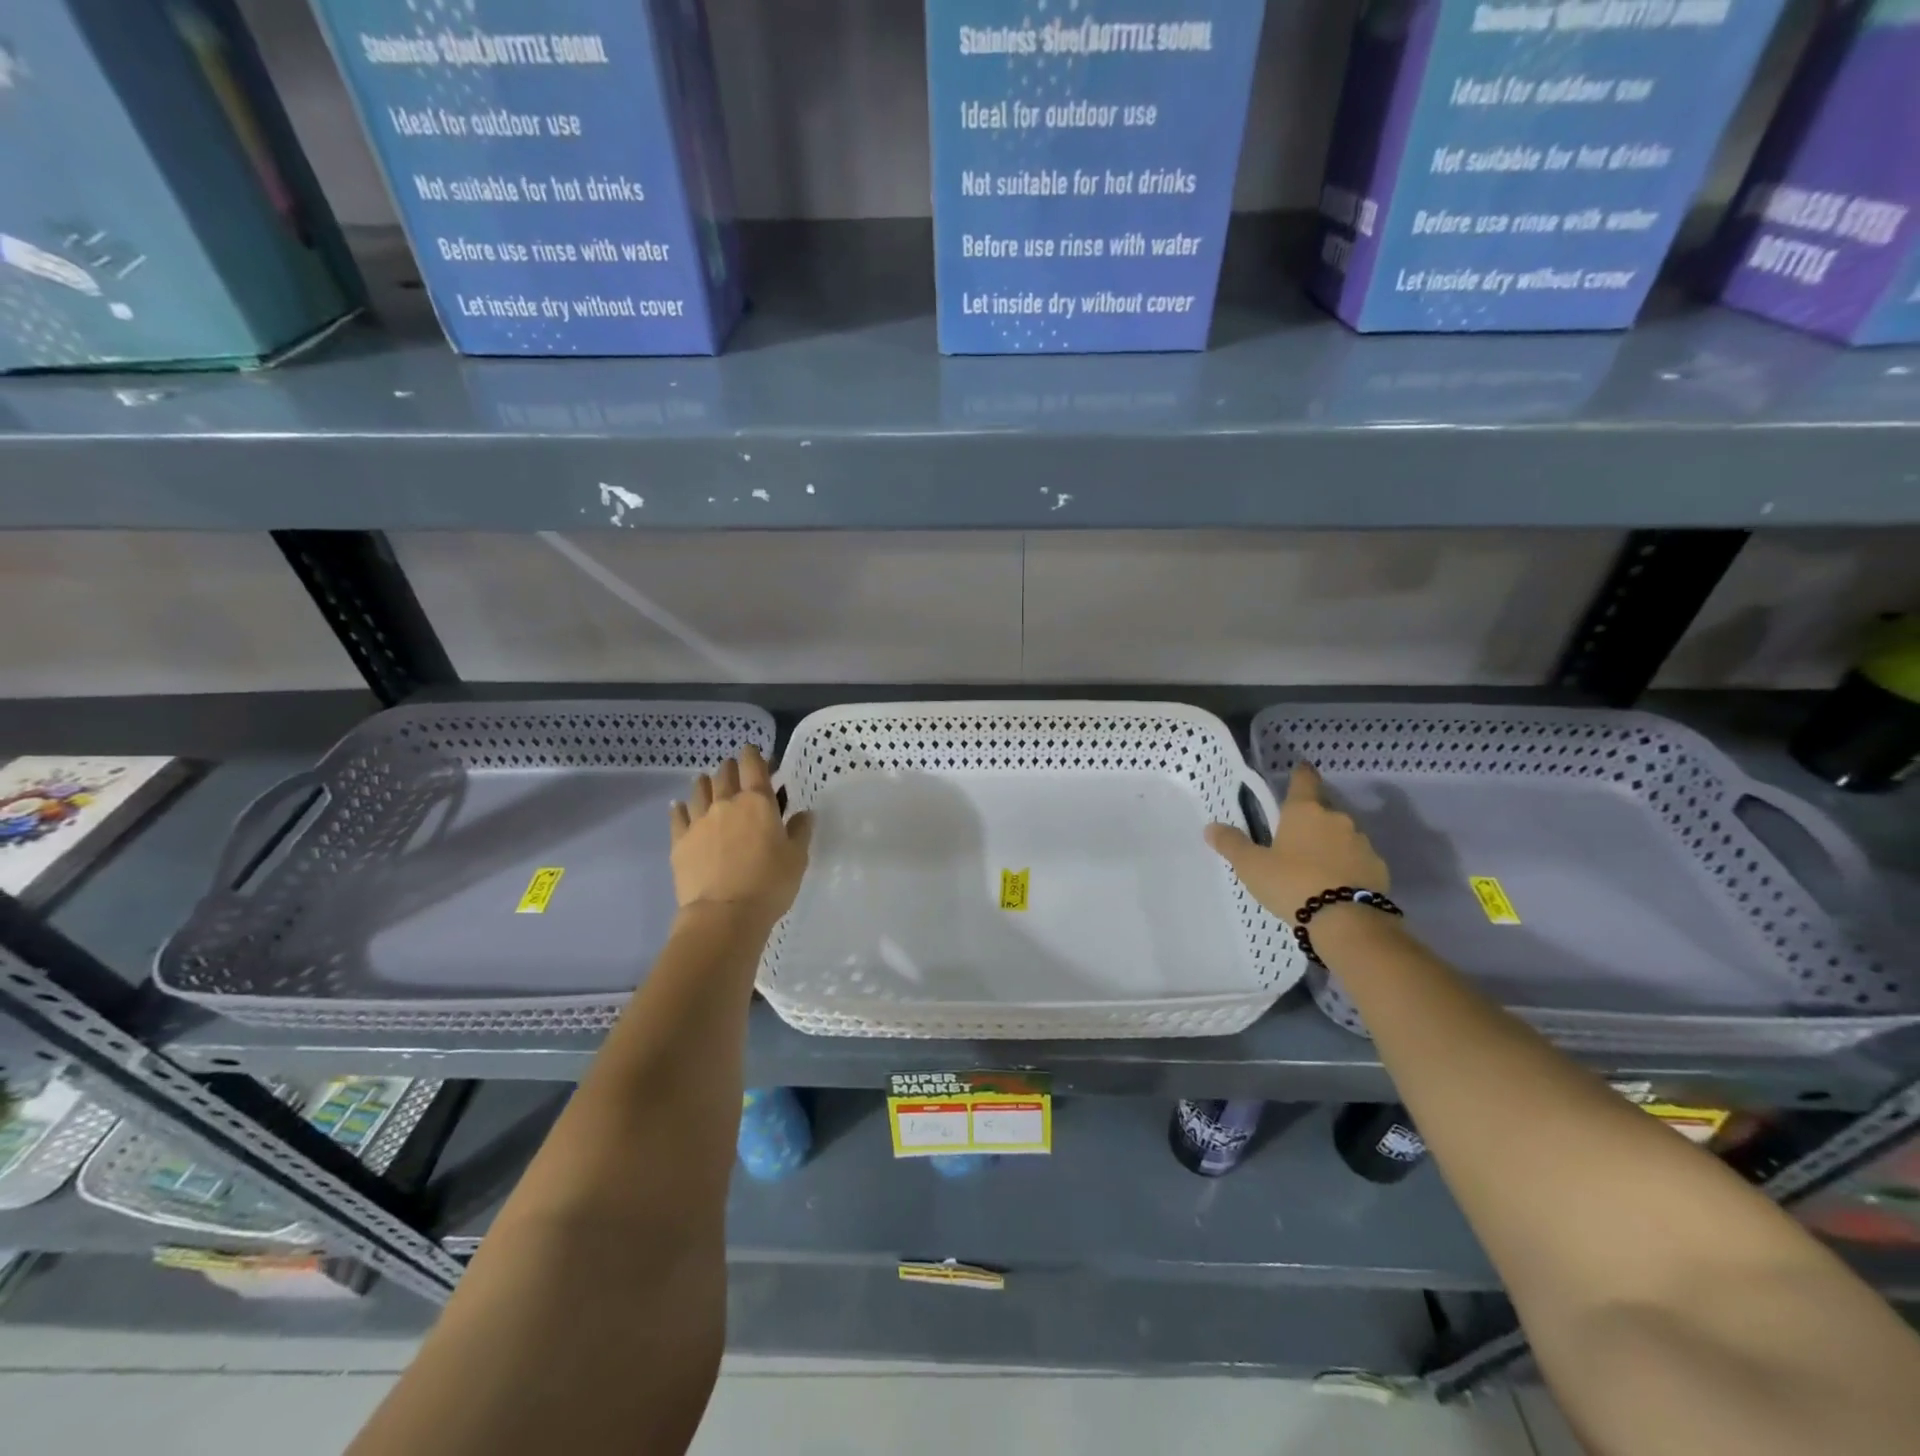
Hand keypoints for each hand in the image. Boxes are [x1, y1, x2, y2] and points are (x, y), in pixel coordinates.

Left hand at [669, 745, 812, 929]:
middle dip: (731, 768)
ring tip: (707, 781)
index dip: (754, 754)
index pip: (754, 766)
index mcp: (758, 802)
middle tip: (736, 770)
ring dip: (705, 782)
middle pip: (725, 774)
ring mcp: (699, 821)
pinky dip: (679, 808)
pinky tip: (678, 806)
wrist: (723, 914)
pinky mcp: (680, 841)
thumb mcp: (797, 858)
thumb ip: (800, 831)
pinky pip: (677, 816)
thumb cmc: (769, 884)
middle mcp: (726, 803)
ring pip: (699, 790)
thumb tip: (803, 813)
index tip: (754, 752)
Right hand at [1205, 762, 1389, 921]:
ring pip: (1342, 835)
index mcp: (1304, 811)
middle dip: (1311, 820)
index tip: (1299, 771)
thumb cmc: (1292, 883)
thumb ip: (1232, 844)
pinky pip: (1358, 860)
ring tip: (1314, 868)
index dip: (1300, 774)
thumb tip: (1211, 827)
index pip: (1304, 780)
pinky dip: (1347, 867)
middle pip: (1323, 810)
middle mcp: (1336, 819)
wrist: (1346, 921)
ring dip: (1330, 844)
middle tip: (1294, 838)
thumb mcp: (1252, 866)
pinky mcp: (1378, 868)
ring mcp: (1362, 843)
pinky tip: (1335, 885)